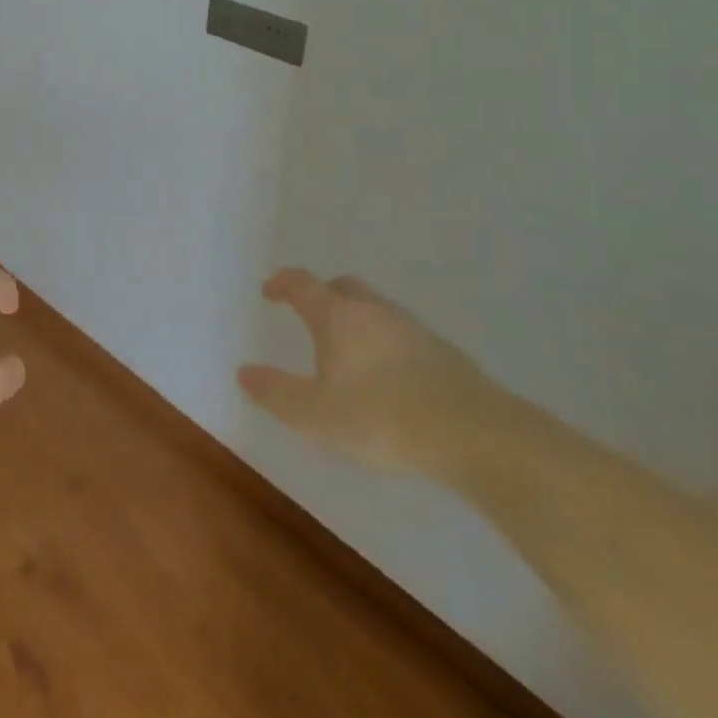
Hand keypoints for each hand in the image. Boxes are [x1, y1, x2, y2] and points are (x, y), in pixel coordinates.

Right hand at [238, 268, 506, 471]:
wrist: (472, 433)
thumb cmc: (380, 418)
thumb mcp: (314, 415)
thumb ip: (276, 393)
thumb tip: (244, 372)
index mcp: (337, 317)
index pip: (302, 284)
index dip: (282, 283)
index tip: (270, 291)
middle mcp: (373, 312)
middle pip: (344, 287)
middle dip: (324, 295)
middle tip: (312, 316)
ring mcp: (413, 329)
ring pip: (377, 310)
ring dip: (358, 320)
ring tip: (351, 353)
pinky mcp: (444, 353)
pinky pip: (404, 336)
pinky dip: (388, 345)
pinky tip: (391, 378)